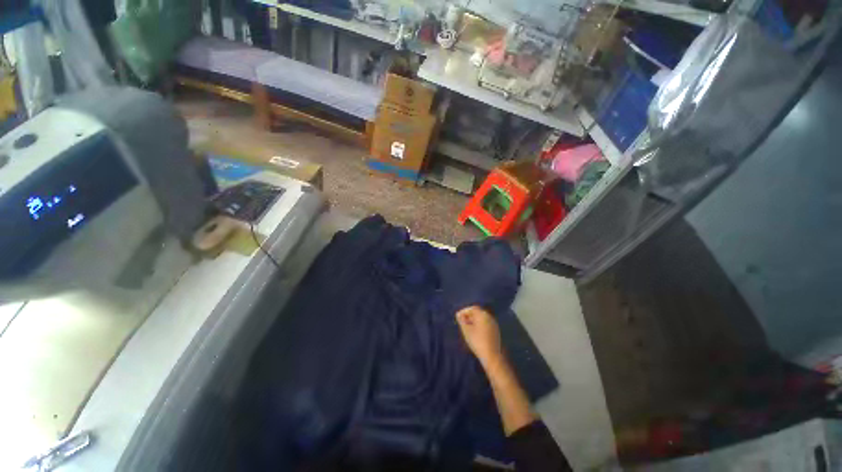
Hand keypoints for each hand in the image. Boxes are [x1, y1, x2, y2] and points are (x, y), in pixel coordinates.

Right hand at [456, 306, 503, 367]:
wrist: (492, 356)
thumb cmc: (477, 341)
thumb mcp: (466, 331)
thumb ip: (462, 321)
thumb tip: (459, 315)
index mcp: (482, 315)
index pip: (472, 308)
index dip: (464, 311)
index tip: (458, 317)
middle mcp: (489, 317)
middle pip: (478, 312)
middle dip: (469, 316)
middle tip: (462, 322)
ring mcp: (494, 324)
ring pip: (482, 318)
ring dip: (474, 321)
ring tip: (467, 328)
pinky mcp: (496, 331)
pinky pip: (486, 324)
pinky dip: (479, 325)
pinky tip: (475, 332)